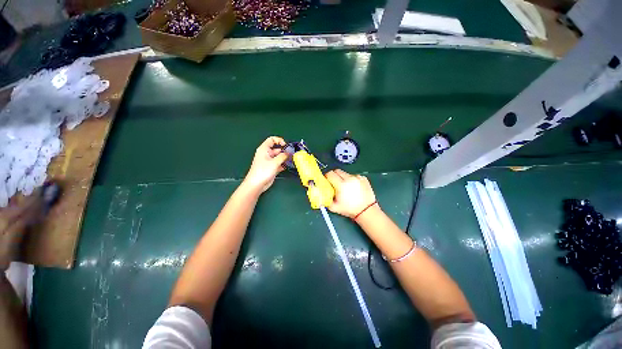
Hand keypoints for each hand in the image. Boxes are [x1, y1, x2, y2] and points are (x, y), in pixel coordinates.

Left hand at [243, 136, 288, 192]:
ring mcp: (269, 161)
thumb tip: (289, 153)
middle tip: (292, 154)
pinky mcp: (271, 168)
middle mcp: (266, 154)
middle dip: (284, 151)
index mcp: (264, 149)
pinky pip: (279, 164)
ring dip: (284, 158)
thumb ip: (283, 156)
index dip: (279, 140)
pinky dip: (283, 164)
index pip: (271, 140)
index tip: (285, 145)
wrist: (257, 184)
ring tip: (291, 160)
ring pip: (279, 157)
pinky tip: (287, 166)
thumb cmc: (263, 171)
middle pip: (277, 149)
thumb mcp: (274, 162)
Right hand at [325, 169, 375, 217]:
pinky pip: (354, 176)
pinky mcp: (363, 178)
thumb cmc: (350, 209)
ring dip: (343, 178)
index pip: (330, 174)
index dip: (327, 177)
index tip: (327, 181)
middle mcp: (349, 179)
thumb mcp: (334, 207)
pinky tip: (354, 188)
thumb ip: (325, 199)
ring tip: (346, 187)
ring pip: (346, 173)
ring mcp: (357, 177)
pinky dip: (352, 180)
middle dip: (334, 176)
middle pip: (337, 171)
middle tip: (335, 183)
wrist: (366, 211)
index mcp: (341, 185)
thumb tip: (319, 194)